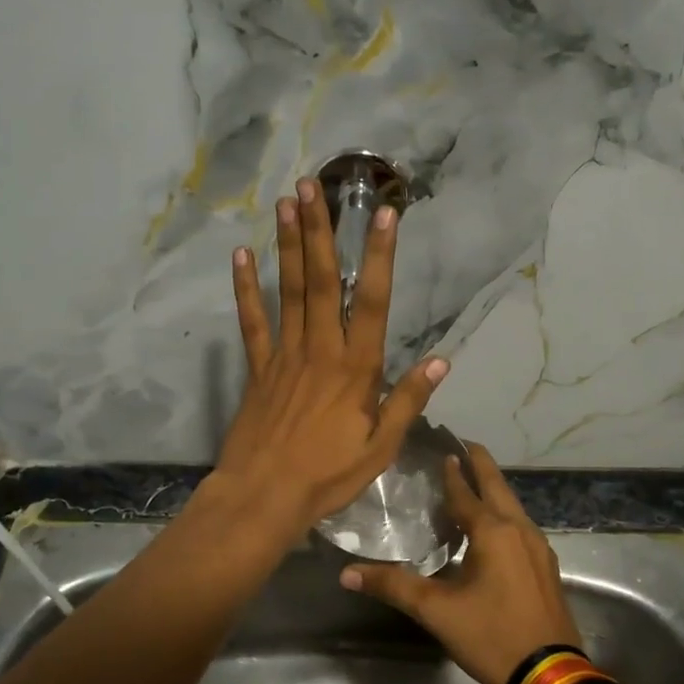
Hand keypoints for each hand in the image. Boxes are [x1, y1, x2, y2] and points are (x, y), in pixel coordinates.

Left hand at [211, 177, 448, 542]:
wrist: (264, 497)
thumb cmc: (328, 476)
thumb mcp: (381, 448)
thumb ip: (407, 401)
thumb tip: (442, 360)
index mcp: (356, 369)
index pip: (373, 302)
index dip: (379, 256)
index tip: (382, 214)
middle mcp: (320, 350)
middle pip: (322, 282)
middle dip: (320, 232)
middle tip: (312, 186)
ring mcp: (284, 356)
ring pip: (288, 292)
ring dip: (288, 246)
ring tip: (286, 203)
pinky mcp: (258, 369)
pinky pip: (252, 323)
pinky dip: (246, 289)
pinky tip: (241, 256)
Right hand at [339, 443, 578, 683]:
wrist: (550, 675)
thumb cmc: (492, 635)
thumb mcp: (436, 611)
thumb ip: (393, 586)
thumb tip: (347, 573)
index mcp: (493, 532)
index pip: (465, 492)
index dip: (452, 472)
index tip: (443, 449)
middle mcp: (519, 530)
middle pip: (497, 486)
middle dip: (481, 464)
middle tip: (463, 446)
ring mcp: (539, 548)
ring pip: (513, 505)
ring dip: (494, 489)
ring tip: (474, 481)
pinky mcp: (546, 567)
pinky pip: (521, 526)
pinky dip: (504, 513)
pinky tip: (495, 527)